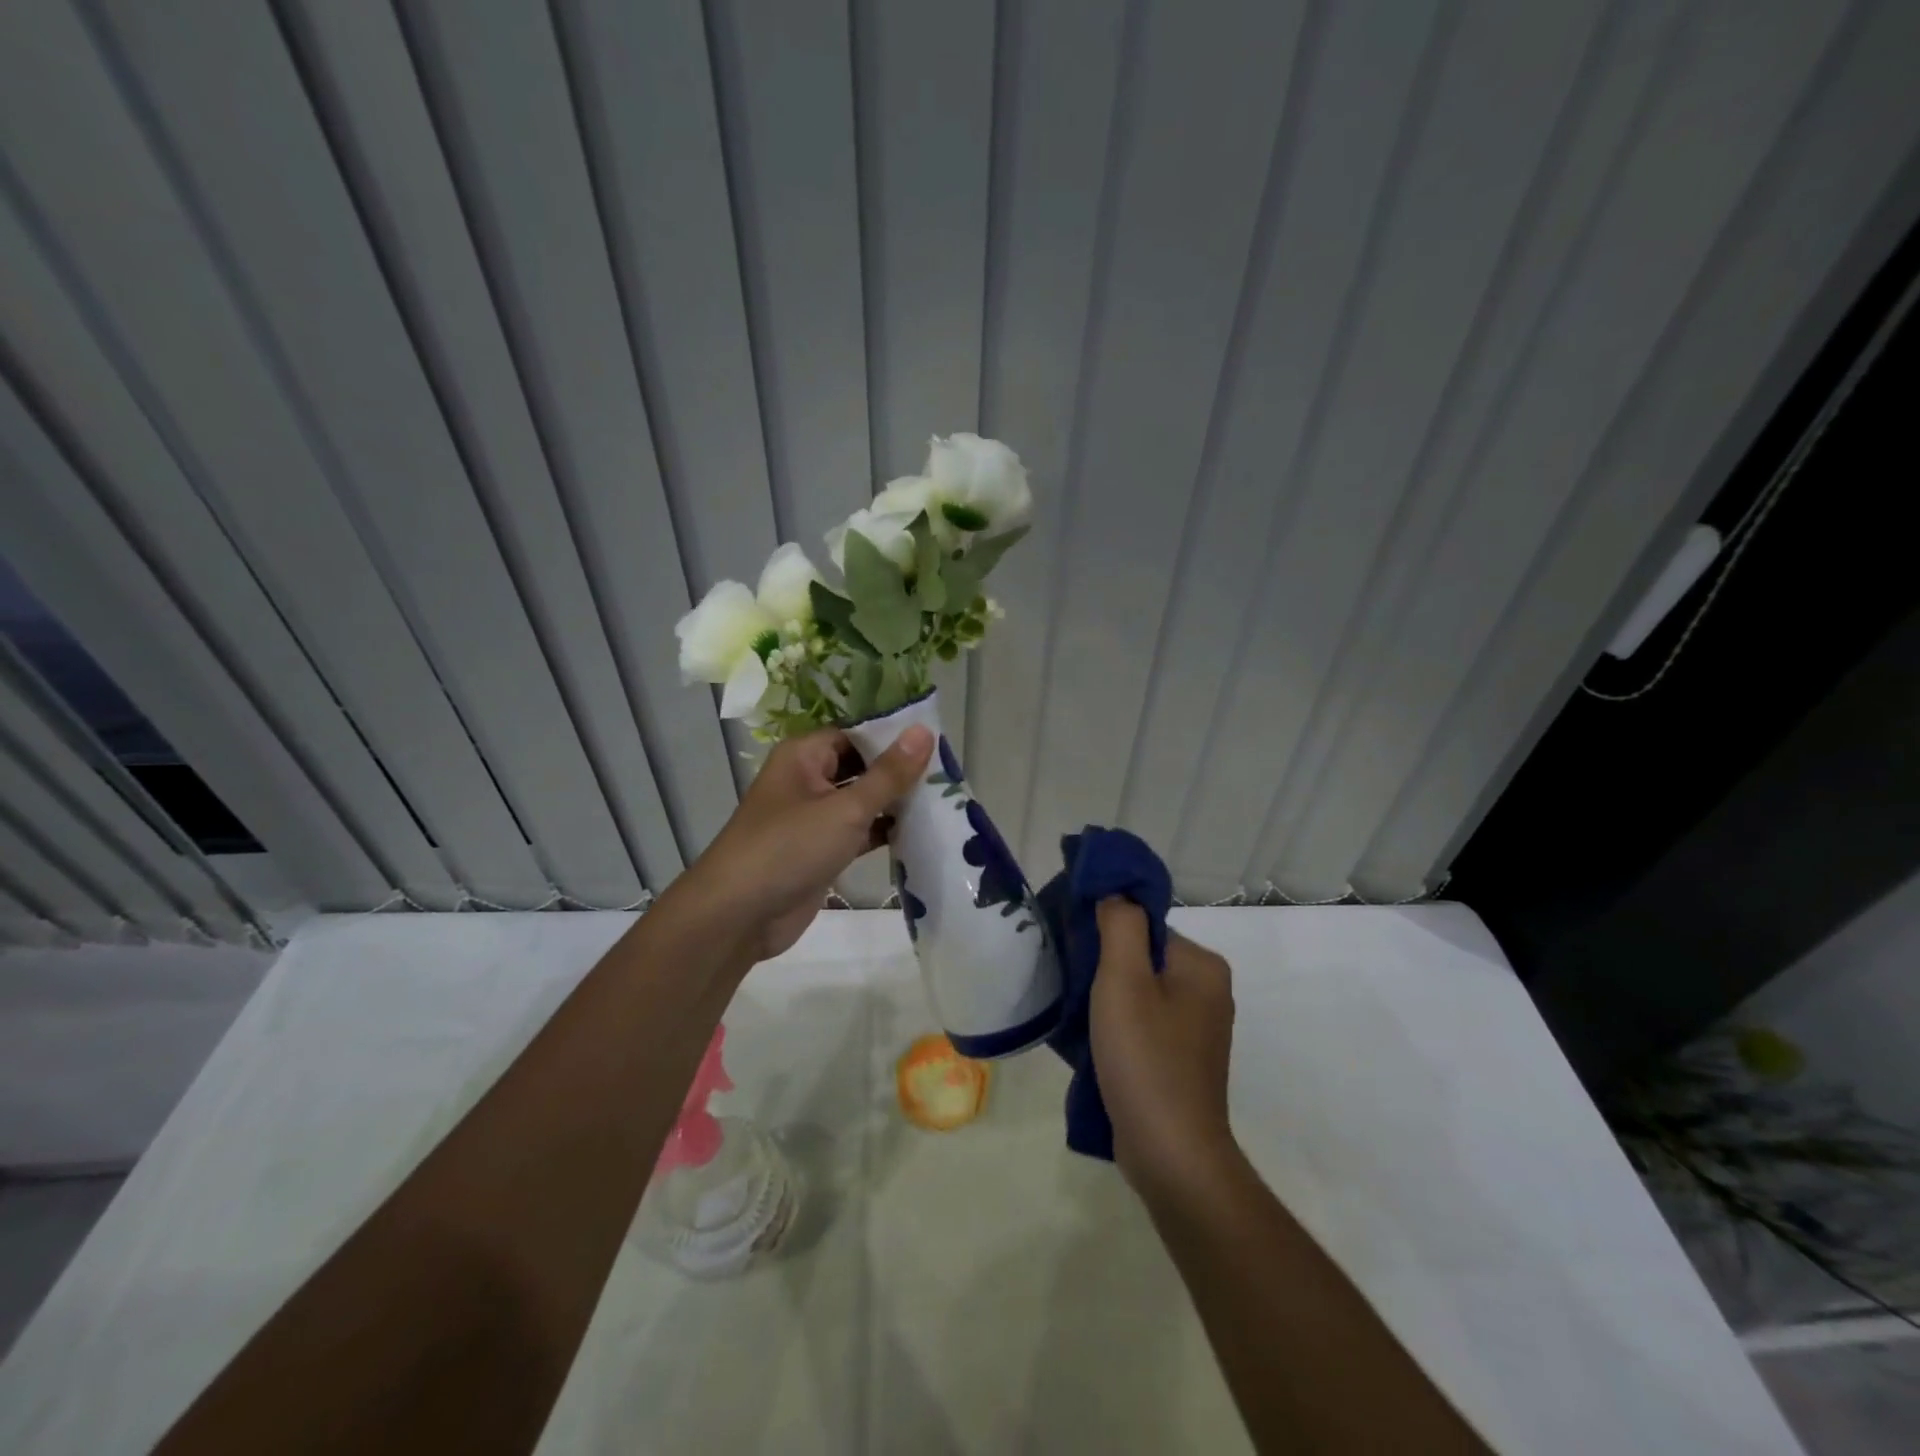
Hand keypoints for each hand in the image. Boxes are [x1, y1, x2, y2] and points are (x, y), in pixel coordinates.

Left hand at [674, 725, 933, 961]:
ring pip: (862, 800)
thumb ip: (888, 774)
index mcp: (804, 755)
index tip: (937, 741)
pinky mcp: (821, 850)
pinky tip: (921, 833)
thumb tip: (924, 731)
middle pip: (861, 765)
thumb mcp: (845, 809)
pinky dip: (884, 831)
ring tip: (944, 801)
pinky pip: (859, 831)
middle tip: (947, 773)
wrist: (738, 916)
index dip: (893, 736)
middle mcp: (807, 779)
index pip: (856, 732)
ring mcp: (814, 817)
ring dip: (895, 803)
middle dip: (899, 771)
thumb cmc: (789, 848)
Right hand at [1091, 900, 1238, 1201]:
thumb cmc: (1146, 1059)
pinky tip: (1090, 1042)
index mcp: (1201, 966)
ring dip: (1104, 999)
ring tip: (1074, 1013)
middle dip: (1102, 966)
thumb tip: (1115, 892)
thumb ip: (1121, 925)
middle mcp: (1207, 992)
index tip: (1072, 947)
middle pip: (1142, 958)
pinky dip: (1115, 1026)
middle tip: (1068, 982)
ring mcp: (1196, 1030)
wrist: (1171, 1156)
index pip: (1146, 927)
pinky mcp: (1180, 1061)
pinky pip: (1142, 1024)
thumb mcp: (1124, 981)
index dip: (1106, 932)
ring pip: (1138, 993)